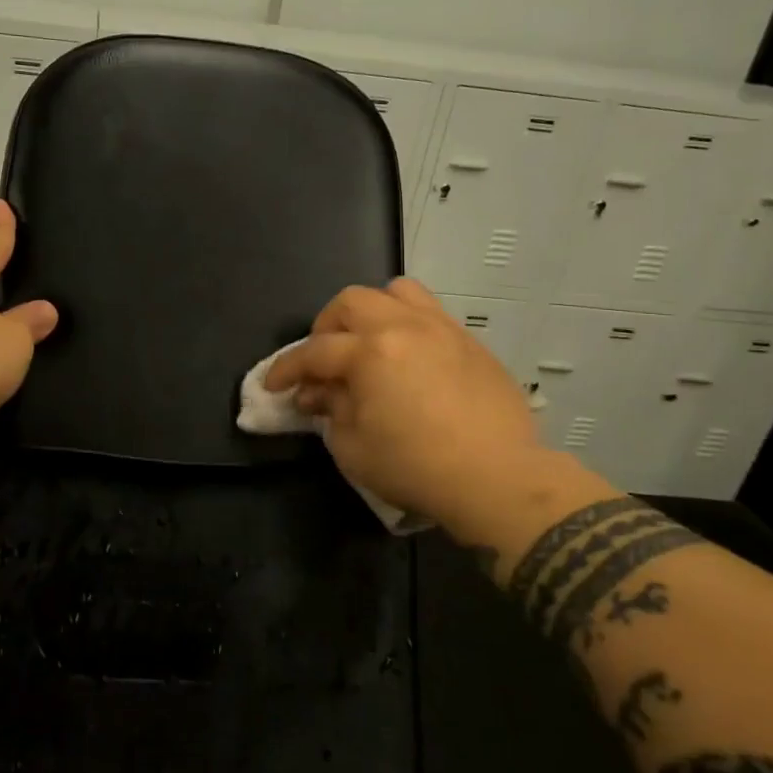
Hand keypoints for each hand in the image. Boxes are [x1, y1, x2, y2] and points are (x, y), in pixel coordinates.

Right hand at [266, 278, 598, 535]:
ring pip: (396, 292)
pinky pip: (431, 314)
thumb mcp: (353, 447)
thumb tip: (320, 393)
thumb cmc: (416, 468)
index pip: (315, 351)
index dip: (287, 368)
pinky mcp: (470, 343)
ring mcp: (442, 330)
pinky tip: (408, 360)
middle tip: (324, 361)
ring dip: (372, 312)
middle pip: (351, 302)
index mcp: (370, 352)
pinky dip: (408, 326)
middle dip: (326, 328)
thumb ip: (329, 411)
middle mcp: (404, 327)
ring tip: (368, 343)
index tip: (274, 386)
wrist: (498, 479)